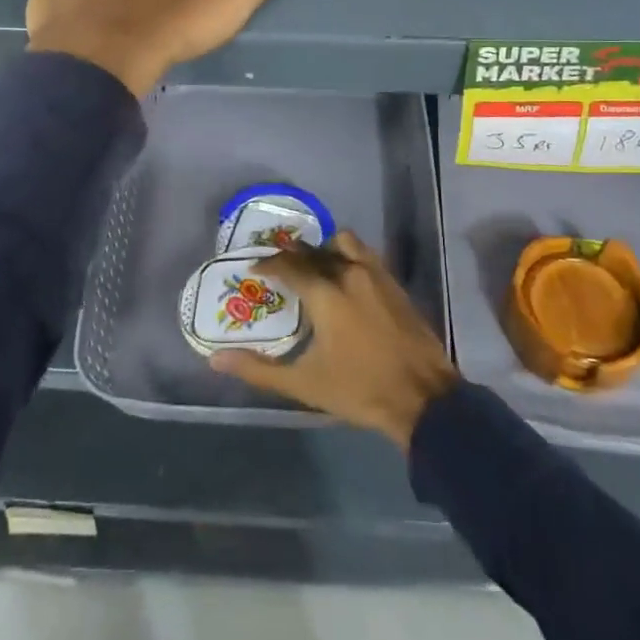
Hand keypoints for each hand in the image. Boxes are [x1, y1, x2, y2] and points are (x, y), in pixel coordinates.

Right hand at [210, 231, 459, 448]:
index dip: (269, 264)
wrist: (423, 397)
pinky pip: (365, 253)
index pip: (289, 265)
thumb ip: (258, 369)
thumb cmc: (359, 390)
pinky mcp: (394, 282)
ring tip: (315, 265)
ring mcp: (375, 274)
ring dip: (325, 248)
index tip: (255, 268)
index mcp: (325, 293)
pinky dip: (349, 254)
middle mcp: (348, 273)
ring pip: (344, 243)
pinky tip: (346, 275)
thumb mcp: (304, 384)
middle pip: (314, 250)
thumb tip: (216, 359)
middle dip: (293, 254)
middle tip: (280, 266)